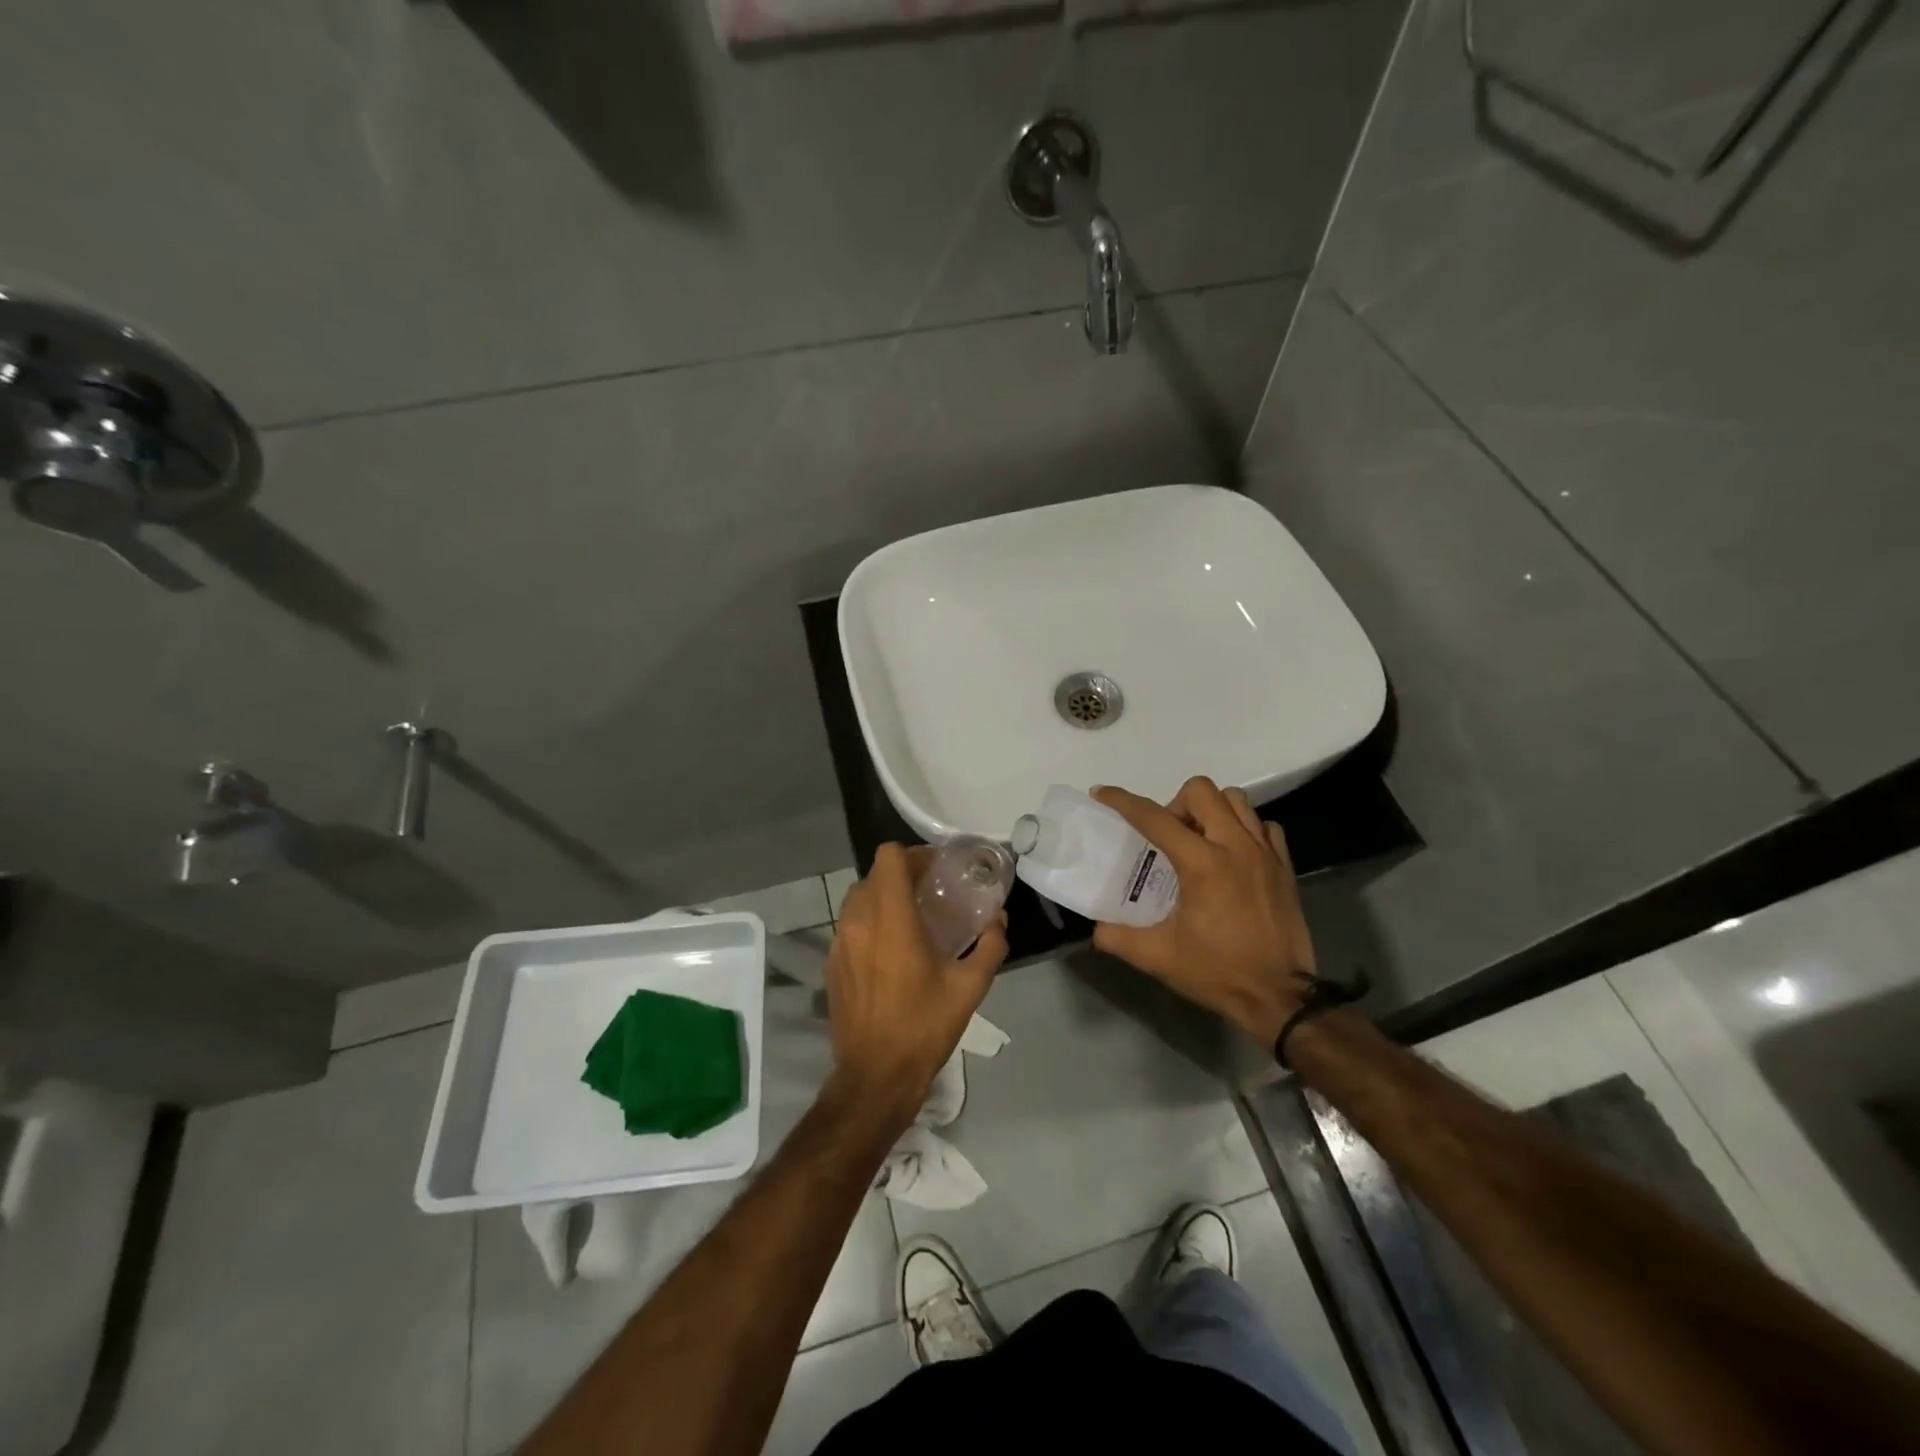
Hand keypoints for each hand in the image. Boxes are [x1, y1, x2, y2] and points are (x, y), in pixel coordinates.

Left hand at [824, 843, 1007, 1124]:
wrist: (875, 1076)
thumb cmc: (924, 1026)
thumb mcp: (969, 987)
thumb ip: (990, 946)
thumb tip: (999, 921)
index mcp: (891, 918)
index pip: (889, 856)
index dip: (914, 856)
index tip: (936, 872)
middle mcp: (859, 921)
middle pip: (874, 875)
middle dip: (902, 877)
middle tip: (930, 894)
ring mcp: (839, 943)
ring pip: (859, 899)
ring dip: (884, 899)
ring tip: (911, 921)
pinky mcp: (832, 964)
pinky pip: (850, 926)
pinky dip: (870, 924)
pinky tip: (891, 952)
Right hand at [1091, 778, 1316, 1045]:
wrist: (1280, 997)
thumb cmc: (1218, 972)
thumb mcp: (1158, 957)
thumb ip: (1118, 937)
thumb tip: (1097, 928)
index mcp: (1202, 864)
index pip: (1154, 817)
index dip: (1123, 801)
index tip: (1102, 793)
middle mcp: (1235, 846)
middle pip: (1201, 790)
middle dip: (1175, 803)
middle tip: (1166, 836)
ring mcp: (1265, 853)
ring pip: (1235, 800)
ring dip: (1210, 810)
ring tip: (1199, 840)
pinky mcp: (1285, 866)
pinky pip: (1263, 825)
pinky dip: (1244, 828)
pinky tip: (1232, 854)